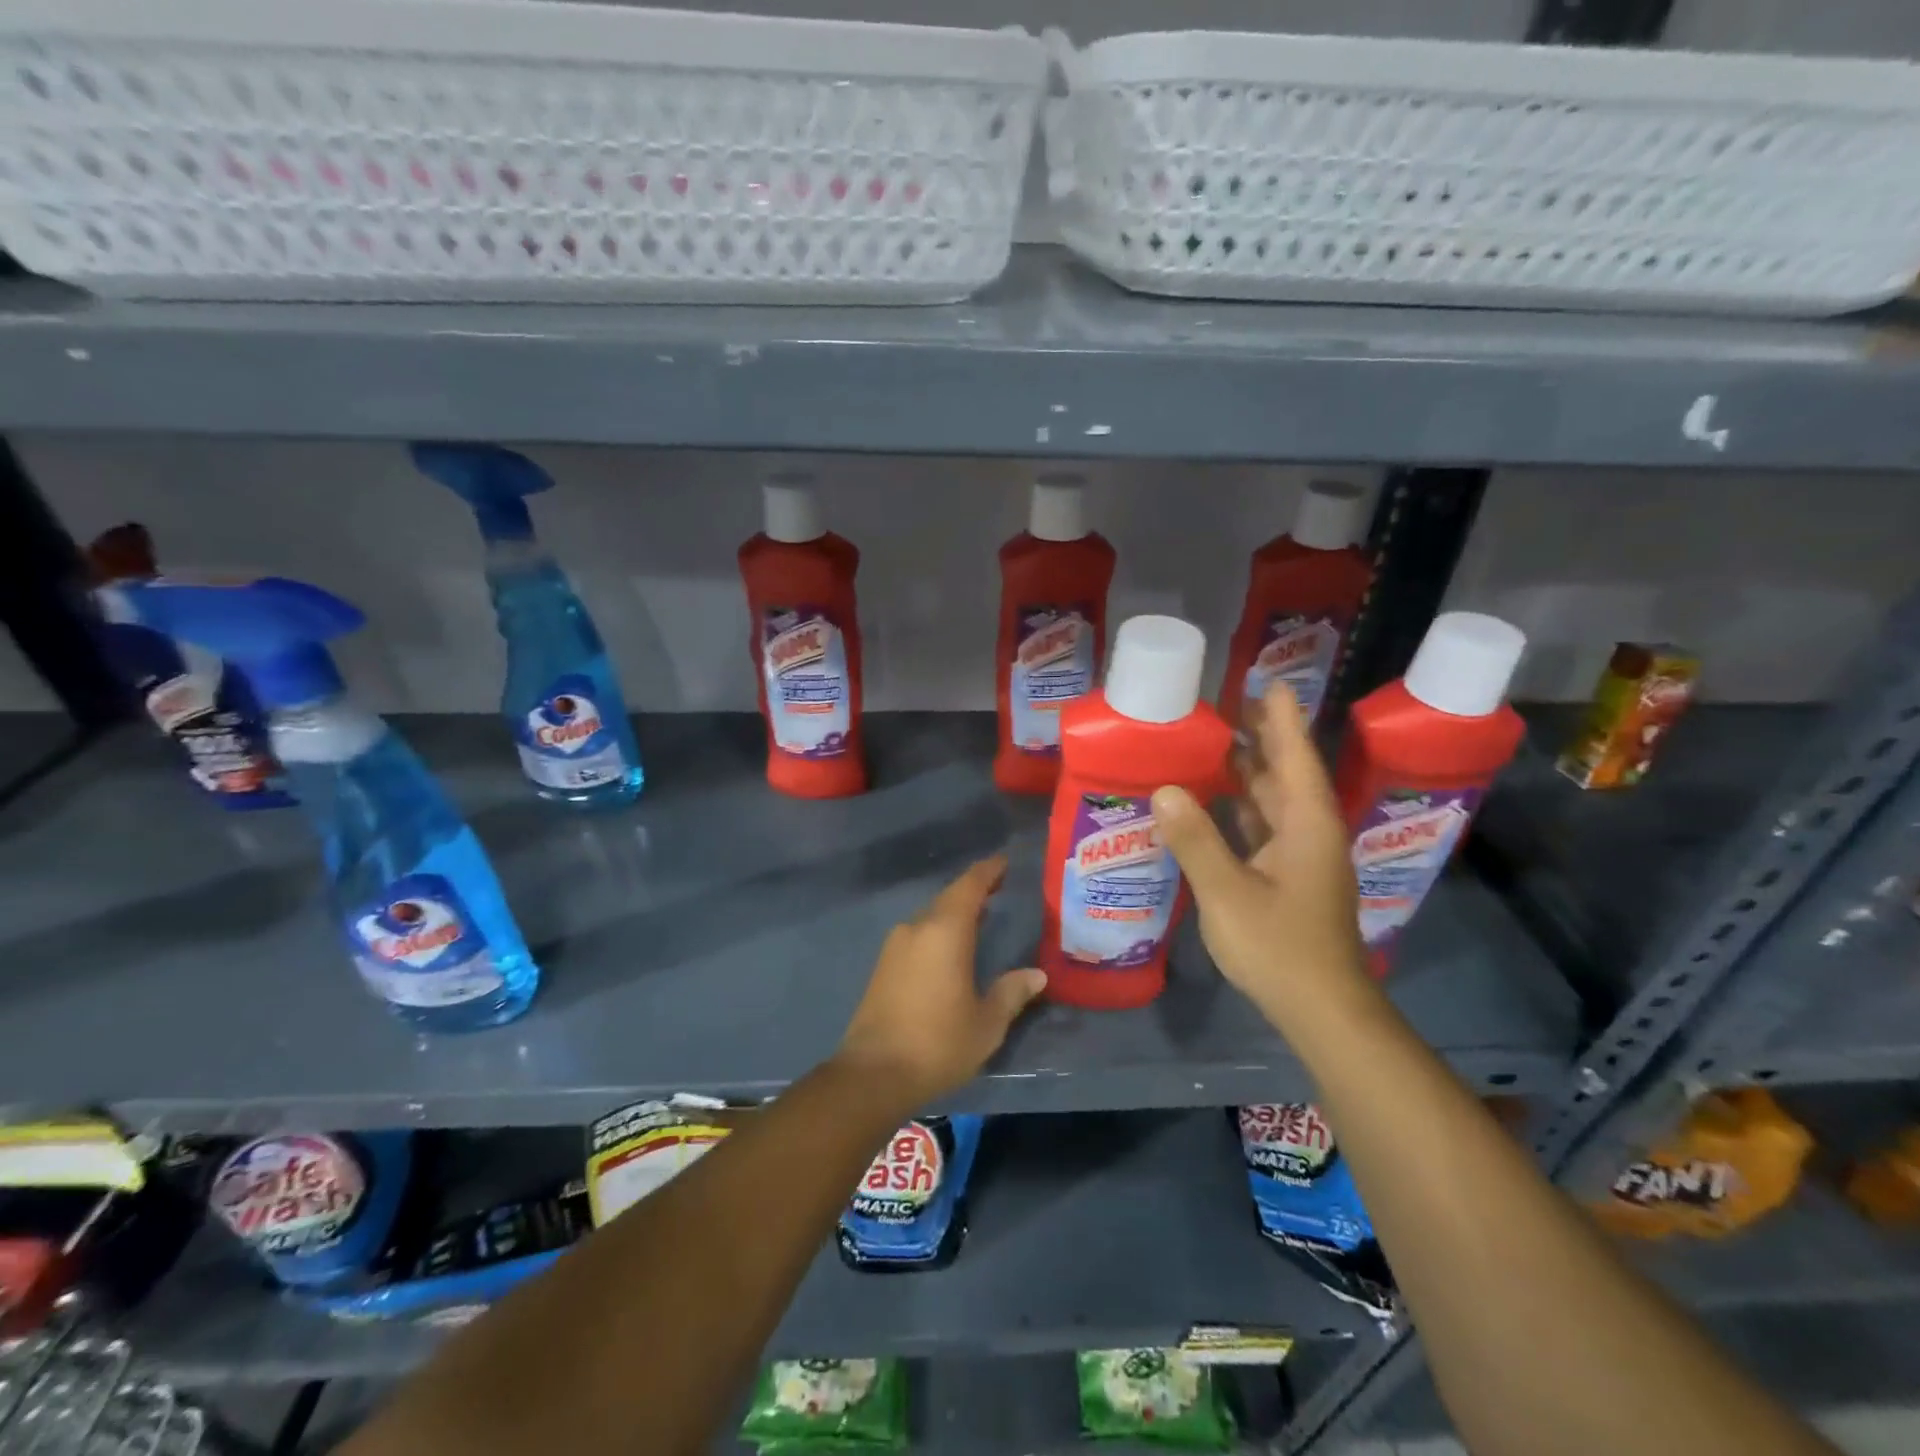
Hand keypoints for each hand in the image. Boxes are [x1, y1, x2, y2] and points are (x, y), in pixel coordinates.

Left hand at [834, 855, 1046, 1108]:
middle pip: (949, 897)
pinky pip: (918, 934)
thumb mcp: (986, 1023)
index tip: (1005, 861)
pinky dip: (940, 930)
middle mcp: (917, 928)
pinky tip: (952, 946)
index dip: (988, 871)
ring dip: (955, 911)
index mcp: (945, 931)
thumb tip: (1036, 975)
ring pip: (931, 916)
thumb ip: (1011, 993)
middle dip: (974, 890)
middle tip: (1000, 888)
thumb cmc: (938, 1043)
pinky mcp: (884, 965)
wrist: (873, 1074)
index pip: (970, 885)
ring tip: (982, 916)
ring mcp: (896, 945)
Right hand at [1150, 683, 1368, 1026]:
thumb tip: (1164, 790)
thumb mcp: (1228, 893)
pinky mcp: (1291, 878)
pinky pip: (1265, 827)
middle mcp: (1310, 832)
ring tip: (1212, 744)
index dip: (1281, 718)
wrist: (1321, 1009)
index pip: (1294, 756)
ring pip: (1274, 801)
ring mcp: (1303, 857)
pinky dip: (1241, 808)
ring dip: (1248, 772)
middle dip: (1260, 738)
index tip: (1268, 682)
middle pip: (1285, 772)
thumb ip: (1195, 840)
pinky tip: (1213, 803)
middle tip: (1225, 705)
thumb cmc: (1279, 947)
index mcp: (1306, 825)